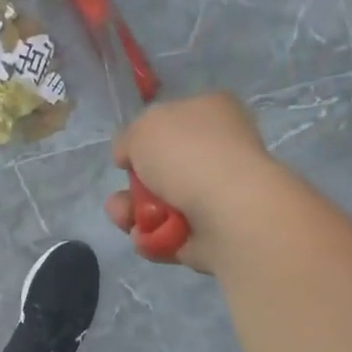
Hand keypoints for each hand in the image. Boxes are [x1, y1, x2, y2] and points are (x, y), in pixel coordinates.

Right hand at [106, 93, 274, 273]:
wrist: (228, 211)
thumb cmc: (187, 154)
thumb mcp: (143, 126)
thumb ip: (128, 137)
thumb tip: (129, 156)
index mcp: (211, 113)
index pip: (172, 120)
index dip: (142, 138)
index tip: (126, 155)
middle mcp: (218, 151)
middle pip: (160, 169)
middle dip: (132, 186)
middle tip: (122, 195)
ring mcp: (217, 194)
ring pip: (159, 205)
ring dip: (133, 213)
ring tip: (127, 220)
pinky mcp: (212, 232)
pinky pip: (168, 234)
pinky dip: (152, 237)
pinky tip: (147, 236)